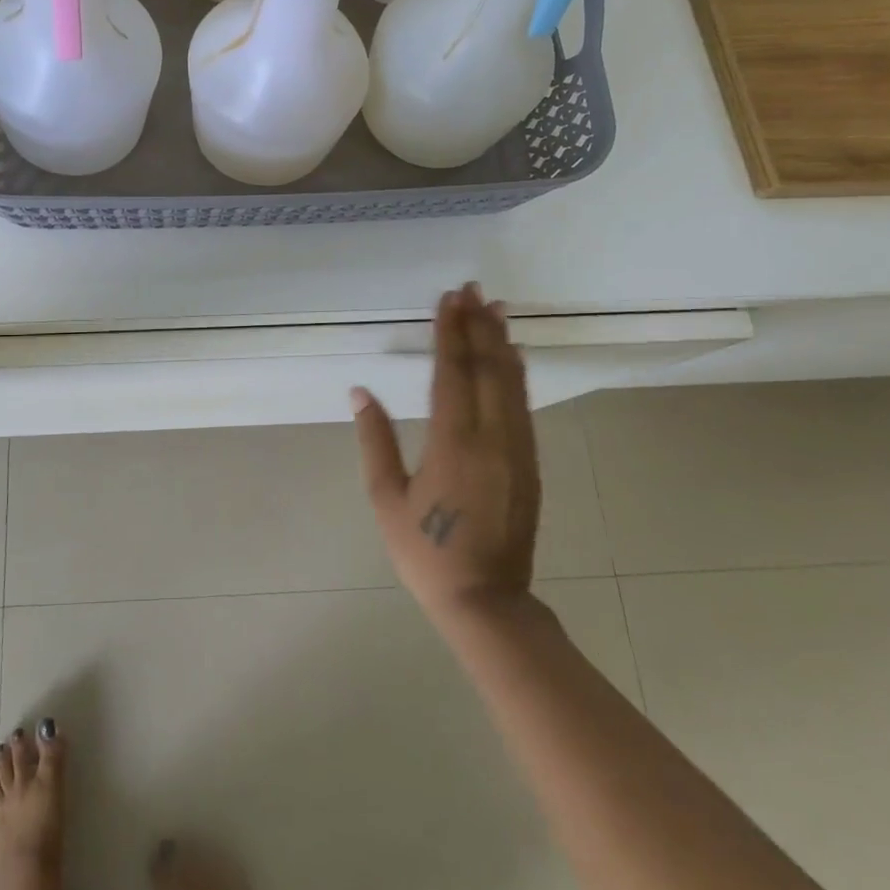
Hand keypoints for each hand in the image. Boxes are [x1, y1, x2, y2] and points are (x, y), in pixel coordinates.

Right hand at [351, 283, 541, 622]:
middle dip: (478, 325)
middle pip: (487, 368)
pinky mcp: (530, 463)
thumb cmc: (426, 551)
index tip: (448, 299)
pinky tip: (514, 358)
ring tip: (495, 309)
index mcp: (453, 443)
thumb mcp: (386, 498)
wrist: (486, 600)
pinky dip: (517, 375)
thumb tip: (360, 391)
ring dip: (501, 343)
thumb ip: (375, 439)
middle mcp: (492, 437)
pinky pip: (523, 406)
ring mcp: (517, 449)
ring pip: (511, 383)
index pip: (452, 372)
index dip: (449, 332)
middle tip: (472, 289)